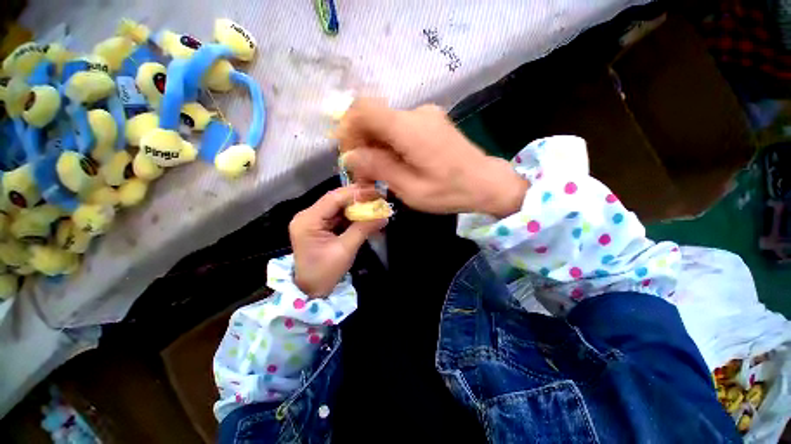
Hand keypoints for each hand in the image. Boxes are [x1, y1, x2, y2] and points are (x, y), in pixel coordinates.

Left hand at [289, 186, 386, 297]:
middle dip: (357, 198)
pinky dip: (352, 215)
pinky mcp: (319, 225)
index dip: (356, 193)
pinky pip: (338, 215)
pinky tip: (365, 214)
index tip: (376, 192)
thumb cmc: (325, 272)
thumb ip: (363, 229)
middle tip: (378, 197)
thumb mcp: (346, 249)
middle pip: (335, 200)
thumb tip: (384, 216)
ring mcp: (312, 220)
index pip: (334, 198)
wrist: (311, 290)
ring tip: (375, 204)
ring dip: (356, 206)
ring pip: (338, 206)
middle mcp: (308, 215)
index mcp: (308, 220)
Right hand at [338, 98, 528, 217]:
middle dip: (361, 143)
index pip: (364, 109)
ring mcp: (425, 115)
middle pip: (373, 117)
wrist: (486, 183)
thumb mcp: (410, 189)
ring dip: (375, 147)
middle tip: (364, 173)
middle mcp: (416, 113)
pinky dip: (390, 145)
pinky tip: (395, 165)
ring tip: (379, 174)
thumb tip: (351, 155)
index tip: (349, 155)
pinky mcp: (430, 122)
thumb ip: (379, 168)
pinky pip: (399, 128)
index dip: (348, 128)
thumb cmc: (449, 191)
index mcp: (410, 128)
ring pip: (385, 124)